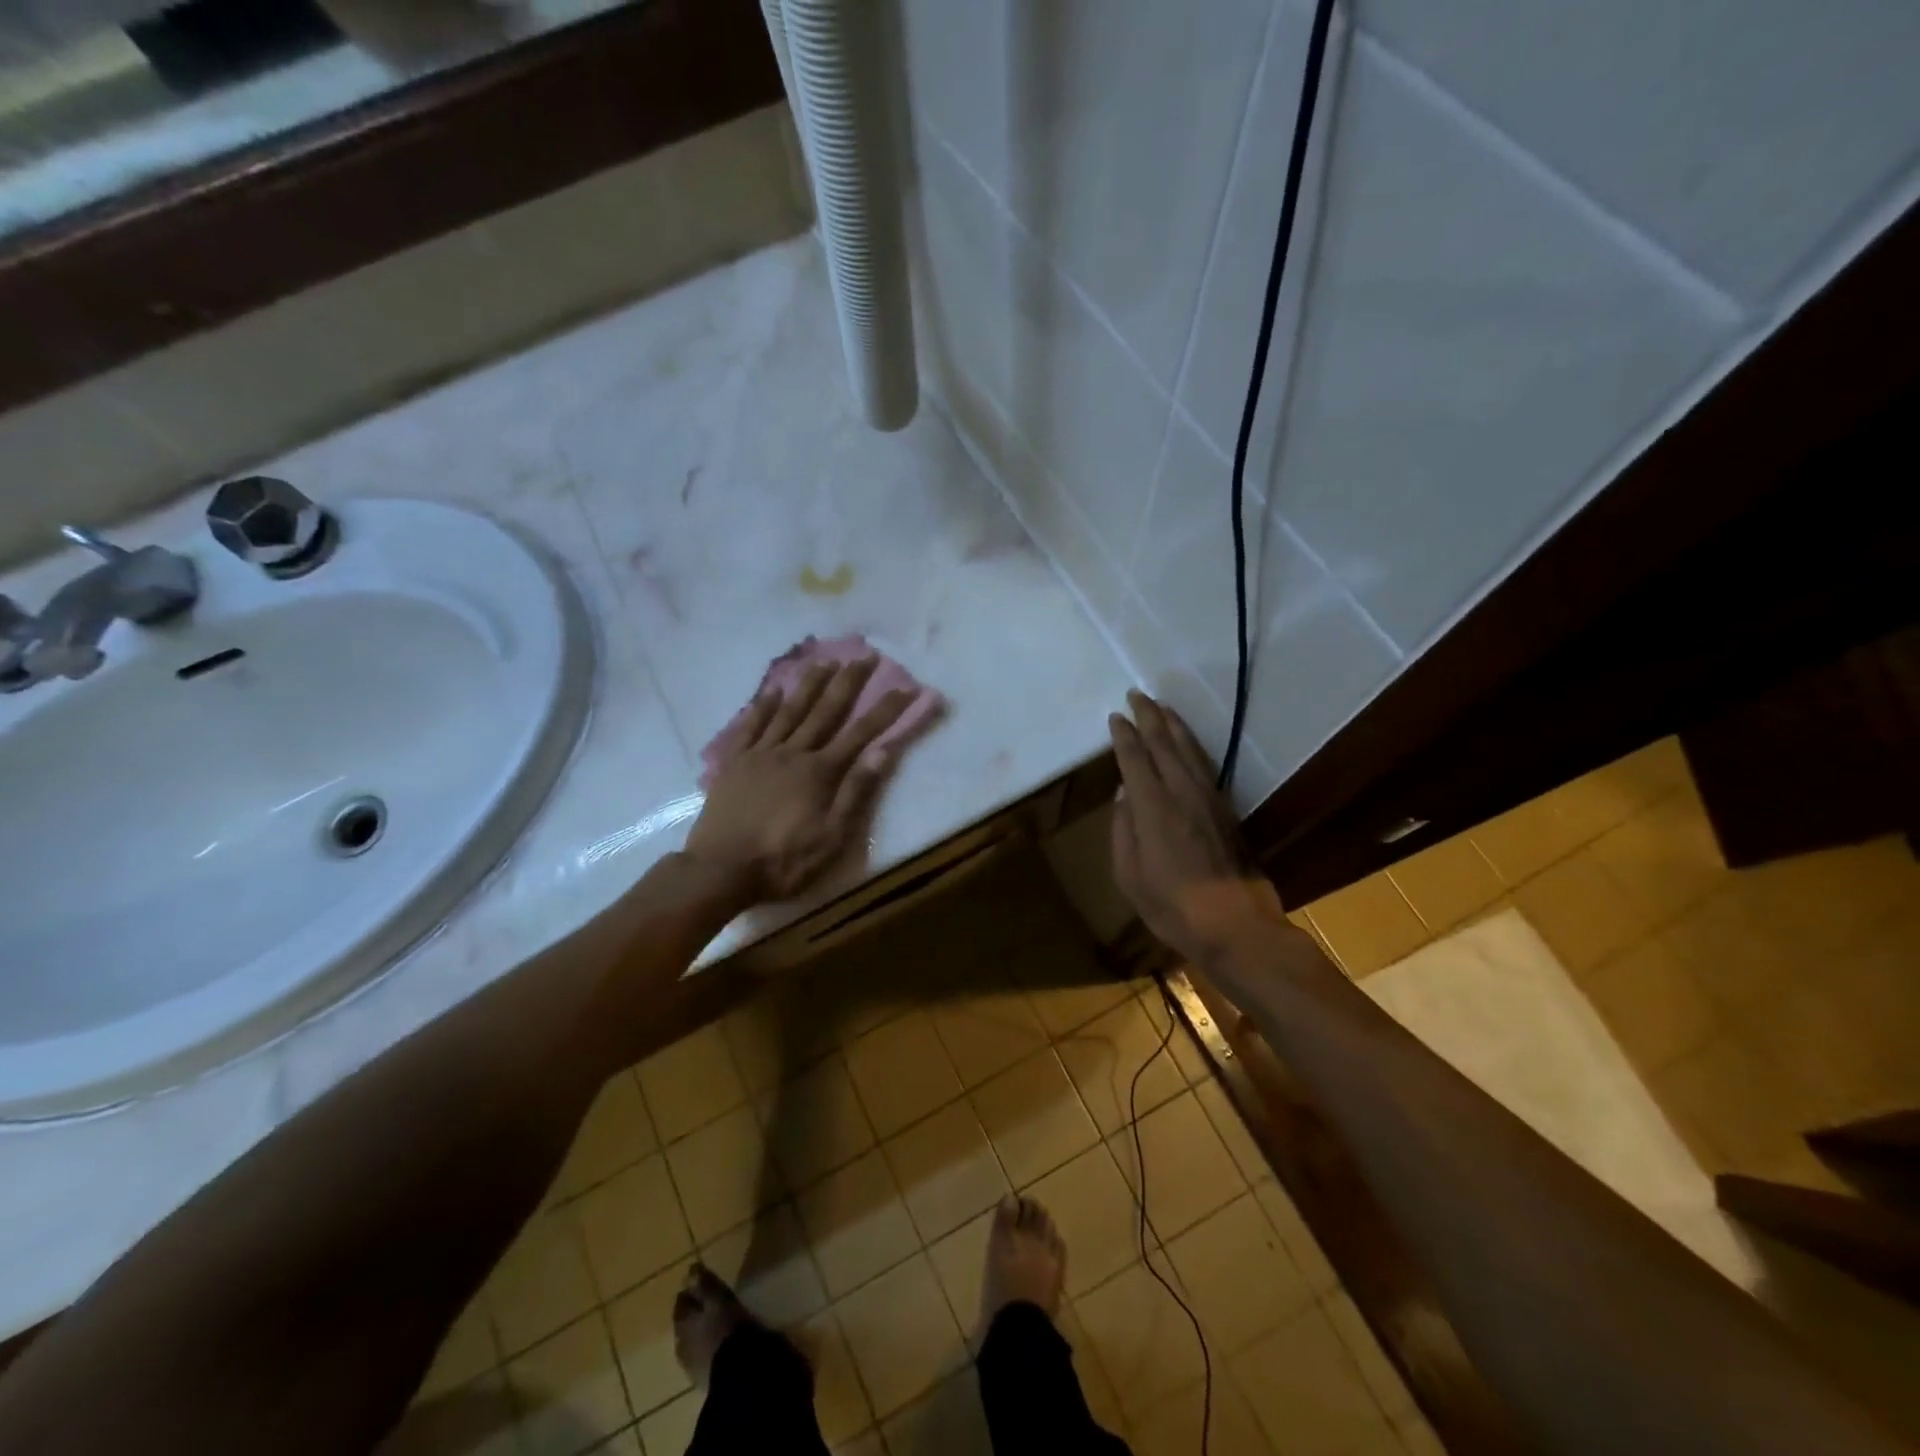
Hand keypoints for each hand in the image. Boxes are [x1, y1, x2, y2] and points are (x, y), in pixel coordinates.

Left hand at [686, 658, 911, 902]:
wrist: (720, 870)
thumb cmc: (783, 860)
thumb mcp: (831, 837)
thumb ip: (855, 793)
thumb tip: (882, 752)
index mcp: (819, 772)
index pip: (861, 734)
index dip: (886, 710)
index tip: (906, 687)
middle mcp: (792, 753)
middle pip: (825, 711)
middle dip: (848, 682)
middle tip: (864, 655)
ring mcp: (760, 754)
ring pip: (789, 710)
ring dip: (809, 684)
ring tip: (824, 660)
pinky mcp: (734, 762)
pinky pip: (750, 726)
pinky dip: (762, 706)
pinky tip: (772, 691)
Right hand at [1108, 691, 1287, 967]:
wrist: (1235, 925)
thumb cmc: (1172, 906)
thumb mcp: (1129, 875)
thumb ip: (1123, 830)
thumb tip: (1124, 795)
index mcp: (1154, 808)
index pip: (1135, 759)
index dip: (1124, 735)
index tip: (1115, 716)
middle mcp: (1183, 793)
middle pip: (1165, 744)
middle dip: (1149, 717)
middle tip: (1137, 695)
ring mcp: (1209, 799)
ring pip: (1190, 750)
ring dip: (1175, 724)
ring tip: (1162, 707)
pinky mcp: (1226, 809)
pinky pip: (1205, 764)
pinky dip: (1192, 745)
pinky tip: (1187, 742)